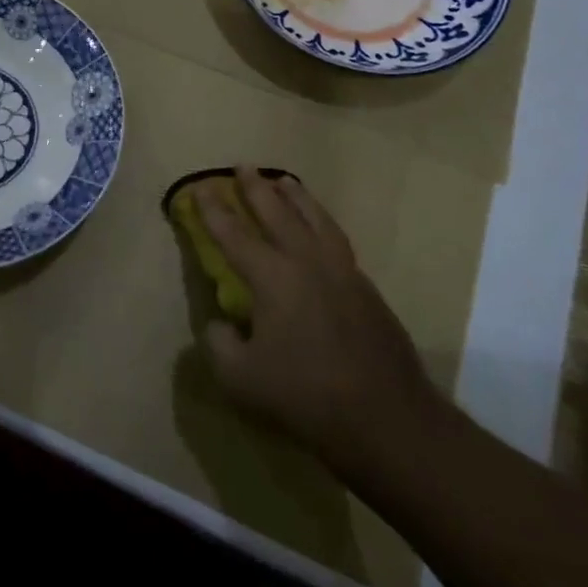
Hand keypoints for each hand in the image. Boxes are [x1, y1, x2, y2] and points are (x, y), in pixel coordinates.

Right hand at [195, 167, 450, 475]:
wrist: (388, 420)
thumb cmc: (305, 396)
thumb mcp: (240, 378)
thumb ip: (218, 343)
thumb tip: (220, 321)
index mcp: (272, 278)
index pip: (234, 235)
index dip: (213, 211)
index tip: (199, 189)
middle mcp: (307, 263)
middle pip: (278, 213)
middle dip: (256, 188)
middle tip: (244, 167)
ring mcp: (343, 273)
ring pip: (316, 220)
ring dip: (297, 197)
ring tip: (285, 181)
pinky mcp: (367, 291)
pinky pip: (338, 241)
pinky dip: (322, 224)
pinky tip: (319, 230)